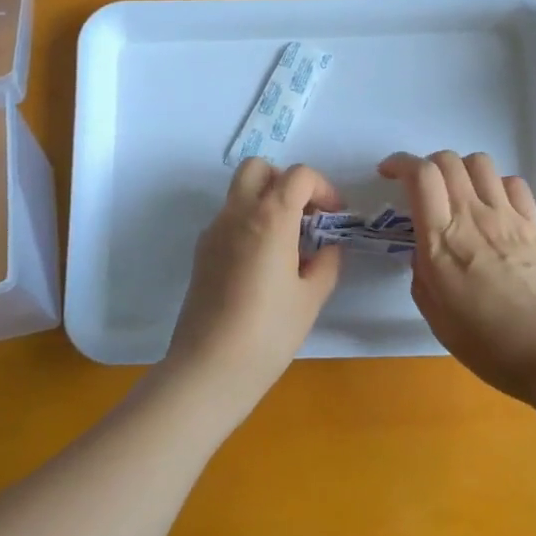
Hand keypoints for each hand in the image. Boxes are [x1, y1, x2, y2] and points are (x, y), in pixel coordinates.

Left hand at [162, 159, 342, 416]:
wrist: (209, 367)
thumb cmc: (269, 332)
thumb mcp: (311, 297)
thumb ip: (327, 263)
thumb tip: (328, 247)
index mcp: (269, 217)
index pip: (298, 175)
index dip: (323, 188)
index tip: (334, 215)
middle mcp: (237, 213)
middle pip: (258, 168)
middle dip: (285, 181)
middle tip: (304, 215)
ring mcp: (214, 231)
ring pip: (239, 192)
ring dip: (266, 201)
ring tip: (287, 243)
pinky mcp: (201, 251)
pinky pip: (228, 219)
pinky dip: (249, 223)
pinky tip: (263, 264)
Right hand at [380, 150, 535, 401]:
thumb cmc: (488, 344)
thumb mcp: (436, 315)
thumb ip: (422, 275)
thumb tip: (425, 252)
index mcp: (442, 240)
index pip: (421, 175)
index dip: (400, 163)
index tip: (388, 173)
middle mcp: (473, 217)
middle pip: (448, 160)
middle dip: (426, 163)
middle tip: (420, 187)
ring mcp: (507, 217)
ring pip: (480, 163)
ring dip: (461, 170)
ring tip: (457, 192)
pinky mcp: (534, 224)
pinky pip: (513, 183)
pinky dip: (496, 185)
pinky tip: (492, 206)